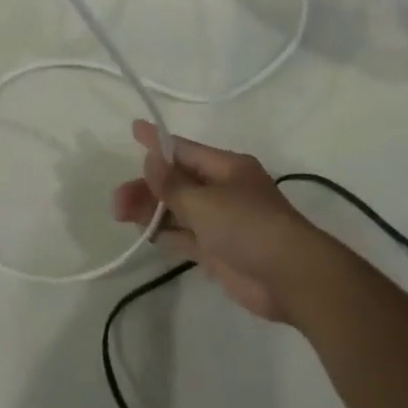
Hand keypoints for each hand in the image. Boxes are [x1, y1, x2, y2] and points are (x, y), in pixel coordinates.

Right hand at [111, 122, 328, 322]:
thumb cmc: (248, 225)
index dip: (158, 142)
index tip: (134, 129)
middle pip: (177, 182)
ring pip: (178, 210)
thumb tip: (151, 160)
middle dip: (147, 187)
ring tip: (120, 213)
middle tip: (117, 200)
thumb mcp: (204, 201)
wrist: (290, 278)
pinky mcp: (218, 252)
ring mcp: (221, 222)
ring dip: (151, 210)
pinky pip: (185, 236)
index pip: (185, 149)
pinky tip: (144, 233)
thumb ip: (172, 184)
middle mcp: (223, 191)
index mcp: (226, 168)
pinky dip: (166, 233)